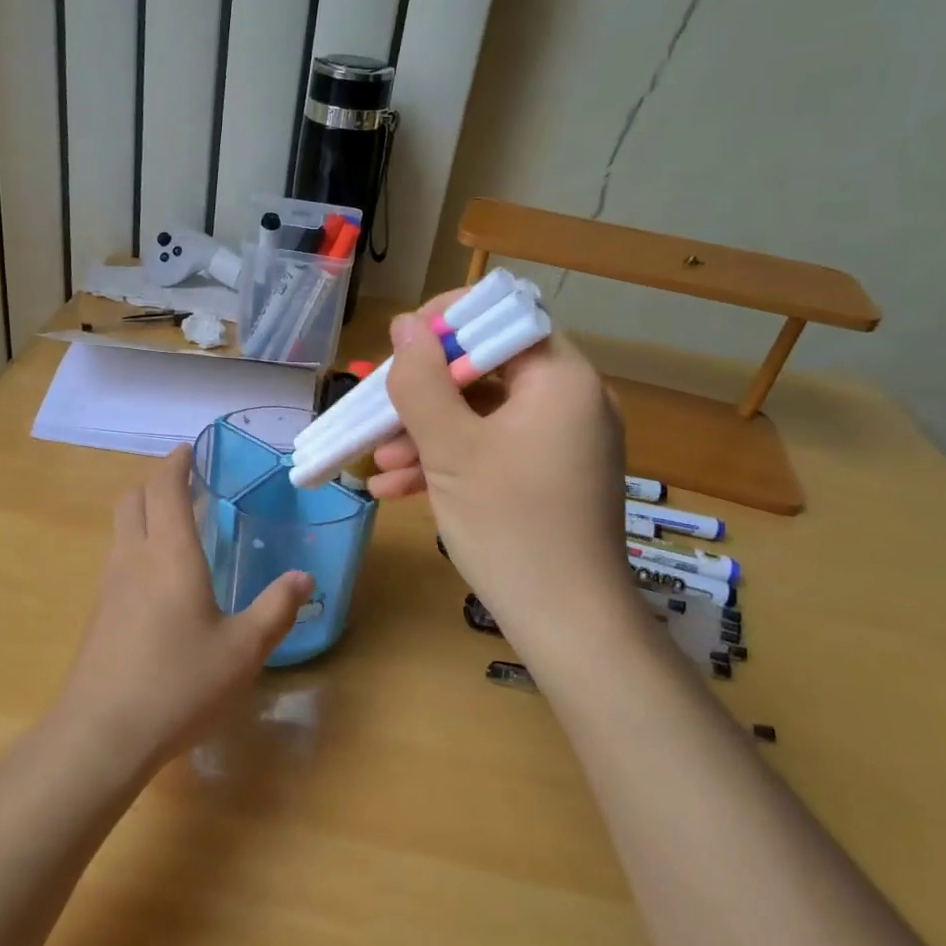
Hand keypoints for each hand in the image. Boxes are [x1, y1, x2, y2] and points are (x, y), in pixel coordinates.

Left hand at [51, 447, 311, 779]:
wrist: (102, 734)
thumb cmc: (179, 683)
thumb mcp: (243, 650)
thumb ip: (275, 610)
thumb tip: (302, 578)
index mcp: (170, 554)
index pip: (164, 488)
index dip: (175, 463)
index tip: (188, 450)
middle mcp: (134, 558)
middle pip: (132, 499)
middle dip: (155, 483)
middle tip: (184, 486)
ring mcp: (109, 586)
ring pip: (120, 529)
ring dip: (143, 514)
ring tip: (174, 528)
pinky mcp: (99, 614)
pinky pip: (116, 560)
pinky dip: (135, 547)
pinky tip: (158, 582)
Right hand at [371, 292, 631, 639]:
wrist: (569, 626)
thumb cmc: (511, 526)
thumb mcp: (452, 449)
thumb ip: (423, 382)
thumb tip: (406, 327)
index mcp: (561, 380)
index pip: (504, 319)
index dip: (449, 323)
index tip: (401, 344)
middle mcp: (568, 403)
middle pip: (486, 371)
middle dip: (425, 392)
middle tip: (379, 410)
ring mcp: (559, 444)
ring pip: (481, 416)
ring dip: (425, 433)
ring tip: (376, 461)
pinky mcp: (547, 479)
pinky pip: (491, 451)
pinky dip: (447, 462)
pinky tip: (394, 488)